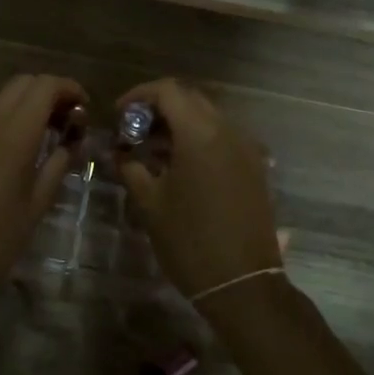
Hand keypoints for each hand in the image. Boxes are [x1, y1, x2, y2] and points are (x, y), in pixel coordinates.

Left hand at [0, 75, 85, 304]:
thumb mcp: (36, 208)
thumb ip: (57, 166)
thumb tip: (72, 142)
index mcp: (12, 137)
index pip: (44, 86)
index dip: (69, 88)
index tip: (85, 109)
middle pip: (22, 84)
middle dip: (49, 93)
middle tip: (68, 121)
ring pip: (1, 102)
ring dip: (27, 107)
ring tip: (45, 139)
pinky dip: (6, 124)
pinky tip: (15, 156)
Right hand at [112, 79, 279, 299]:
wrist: (242, 283)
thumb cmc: (189, 241)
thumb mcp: (150, 203)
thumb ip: (131, 168)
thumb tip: (118, 152)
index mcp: (201, 133)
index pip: (168, 91)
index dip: (139, 95)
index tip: (119, 115)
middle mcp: (228, 130)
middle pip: (190, 99)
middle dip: (159, 107)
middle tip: (133, 129)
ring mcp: (246, 148)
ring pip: (208, 117)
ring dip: (180, 123)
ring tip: (152, 149)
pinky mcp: (255, 167)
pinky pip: (223, 137)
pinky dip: (199, 139)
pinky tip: (180, 165)